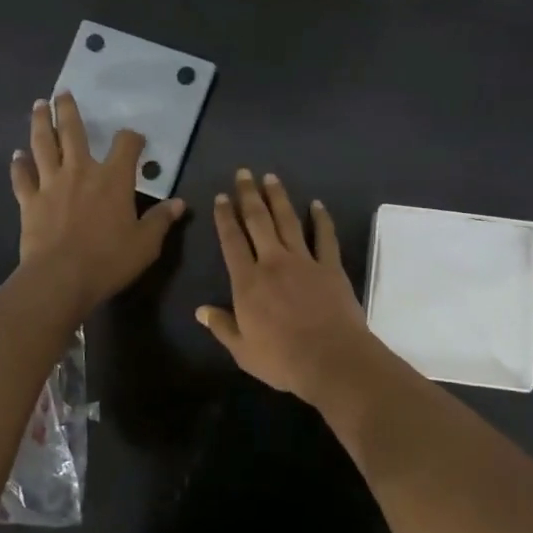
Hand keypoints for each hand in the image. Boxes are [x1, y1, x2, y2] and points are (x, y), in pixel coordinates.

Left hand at [10, 92, 186, 314]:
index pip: (126, 146)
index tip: (135, 138)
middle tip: (62, 93)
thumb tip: (178, 204)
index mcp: (113, 179)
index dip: (132, 138)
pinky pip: (22, 177)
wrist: (61, 278)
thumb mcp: (146, 244)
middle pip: (72, 132)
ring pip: (43, 145)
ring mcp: (51, 184)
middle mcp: (81, 172)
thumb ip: (160, 220)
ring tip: (38, 106)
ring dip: (40, 123)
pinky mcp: (29, 201)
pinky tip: (17, 155)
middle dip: (68, 110)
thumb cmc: (109, 260)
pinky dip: (19, 165)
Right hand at [197, 169, 377, 403]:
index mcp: (248, 282)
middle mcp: (273, 263)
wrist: (332, 360)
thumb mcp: (243, 350)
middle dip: (249, 195)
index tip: (222, 197)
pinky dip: (321, 219)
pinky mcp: (331, 267)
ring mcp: (304, 261)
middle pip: (258, 221)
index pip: (232, 242)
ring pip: (288, 221)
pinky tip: (317, 204)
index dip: (225, 217)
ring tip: (271, 178)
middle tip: (244, 173)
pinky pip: (325, 237)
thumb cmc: (282, 359)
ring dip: (278, 198)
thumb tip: (200, 310)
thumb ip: (222, 326)